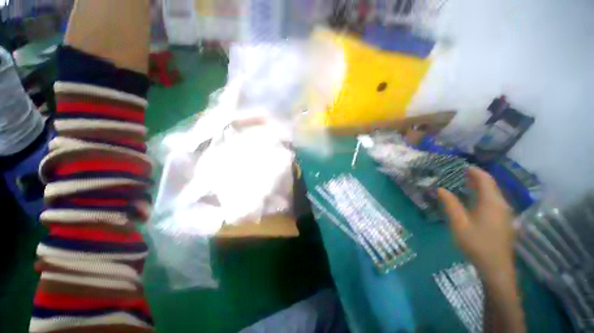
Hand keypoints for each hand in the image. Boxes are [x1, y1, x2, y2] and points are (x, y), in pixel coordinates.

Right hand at [438, 166, 514, 283]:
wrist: (496, 268)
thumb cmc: (476, 244)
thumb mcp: (459, 224)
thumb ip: (450, 204)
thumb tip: (440, 188)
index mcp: (491, 203)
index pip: (485, 179)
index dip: (474, 171)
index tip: (461, 165)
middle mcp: (501, 204)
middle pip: (491, 185)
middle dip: (476, 177)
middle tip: (459, 173)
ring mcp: (505, 213)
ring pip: (493, 193)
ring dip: (480, 186)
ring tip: (464, 182)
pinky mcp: (504, 221)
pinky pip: (494, 201)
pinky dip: (484, 195)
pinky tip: (474, 199)